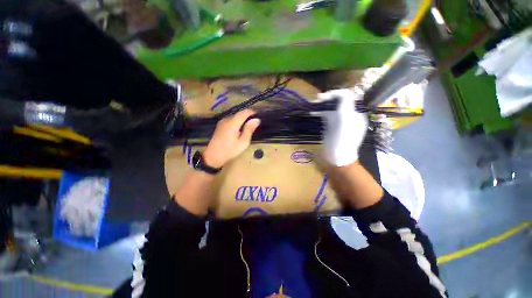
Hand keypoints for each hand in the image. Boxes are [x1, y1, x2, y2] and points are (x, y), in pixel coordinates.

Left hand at [203, 109, 260, 167]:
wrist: (213, 156)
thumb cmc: (230, 150)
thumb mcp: (243, 142)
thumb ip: (249, 129)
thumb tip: (257, 119)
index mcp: (233, 123)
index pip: (244, 112)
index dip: (252, 112)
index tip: (258, 116)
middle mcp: (226, 119)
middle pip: (239, 114)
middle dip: (247, 117)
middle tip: (254, 125)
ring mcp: (222, 122)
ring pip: (235, 117)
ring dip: (242, 120)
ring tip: (247, 128)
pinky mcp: (220, 125)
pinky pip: (231, 120)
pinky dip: (237, 123)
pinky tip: (239, 130)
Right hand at [317, 89, 367, 166]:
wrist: (337, 157)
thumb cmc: (343, 141)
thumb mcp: (345, 122)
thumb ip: (345, 106)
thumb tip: (343, 93)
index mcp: (355, 113)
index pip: (349, 96)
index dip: (337, 94)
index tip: (324, 97)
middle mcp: (348, 114)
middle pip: (339, 100)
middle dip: (328, 98)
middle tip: (317, 100)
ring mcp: (339, 120)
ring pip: (331, 107)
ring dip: (322, 104)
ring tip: (313, 105)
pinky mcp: (331, 125)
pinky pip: (326, 114)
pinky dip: (319, 112)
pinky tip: (313, 112)